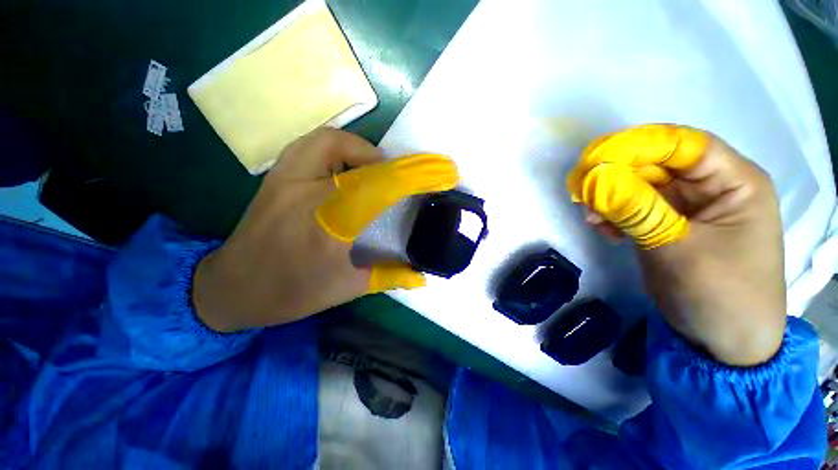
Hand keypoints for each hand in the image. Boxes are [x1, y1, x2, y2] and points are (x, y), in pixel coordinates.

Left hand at [193, 128, 457, 331]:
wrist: (232, 285)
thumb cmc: (290, 293)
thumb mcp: (347, 290)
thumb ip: (389, 277)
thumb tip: (422, 275)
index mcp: (328, 227)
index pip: (380, 188)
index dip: (415, 176)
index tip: (442, 173)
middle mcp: (307, 195)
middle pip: (363, 164)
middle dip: (399, 166)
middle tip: (410, 179)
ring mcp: (287, 179)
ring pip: (333, 142)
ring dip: (364, 151)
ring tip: (378, 170)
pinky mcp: (277, 175)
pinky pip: (312, 145)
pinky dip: (338, 148)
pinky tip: (347, 168)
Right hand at [570, 125, 785, 365]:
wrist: (724, 343)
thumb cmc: (720, 294)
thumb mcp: (676, 248)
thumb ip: (636, 209)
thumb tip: (594, 179)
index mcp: (735, 182)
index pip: (684, 145)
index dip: (638, 145)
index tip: (595, 158)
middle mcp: (712, 188)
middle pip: (658, 165)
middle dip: (617, 176)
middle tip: (582, 191)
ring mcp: (689, 208)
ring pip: (641, 188)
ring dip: (612, 199)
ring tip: (590, 217)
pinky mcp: (669, 226)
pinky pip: (636, 209)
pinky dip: (615, 216)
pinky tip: (604, 230)